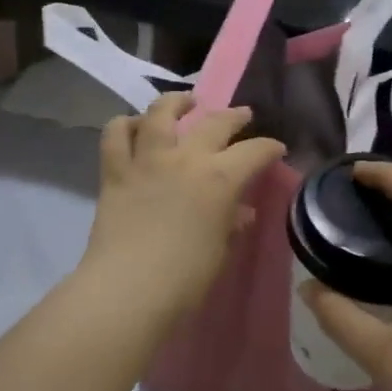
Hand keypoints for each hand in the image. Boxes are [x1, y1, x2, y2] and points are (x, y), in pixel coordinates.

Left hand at [81, 93, 285, 317]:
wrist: (129, 288)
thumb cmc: (185, 278)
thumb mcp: (220, 250)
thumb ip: (230, 223)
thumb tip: (241, 211)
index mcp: (220, 179)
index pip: (254, 152)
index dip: (269, 148)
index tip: (276, 150)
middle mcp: (185, 158)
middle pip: (214, 123)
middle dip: (233, 116)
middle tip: (242, 115)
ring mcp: (147, 160)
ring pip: (160, 113)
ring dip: (175, 102)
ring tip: (185, 102)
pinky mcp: (115, 171)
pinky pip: (114, 135)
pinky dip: (124, 125)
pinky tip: (134, 127)